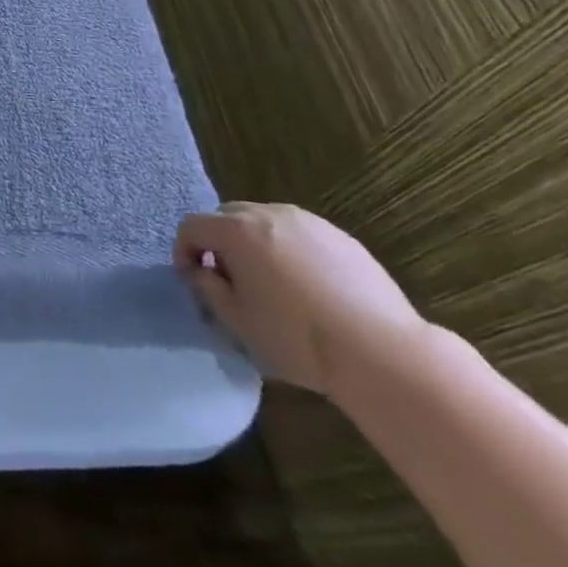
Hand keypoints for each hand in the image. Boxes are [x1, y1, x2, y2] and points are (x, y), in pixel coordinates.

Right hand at [175, 202, 429, 399]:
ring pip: (263, 221)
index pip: (191, 226)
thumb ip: (208, 288)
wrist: (383, 353)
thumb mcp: (237, 321)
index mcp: (236, 231)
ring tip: (270, 282)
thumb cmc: (298, 338)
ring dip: (253, 243)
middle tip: (230, 281)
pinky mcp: (340, 236)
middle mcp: (268, 213)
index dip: (184, 251)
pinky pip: (297, 233)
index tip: (195, 281)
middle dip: (219, 243)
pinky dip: (288, 249)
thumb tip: (202, 271)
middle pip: (226, 216)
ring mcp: (307, 221)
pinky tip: (307, 286)